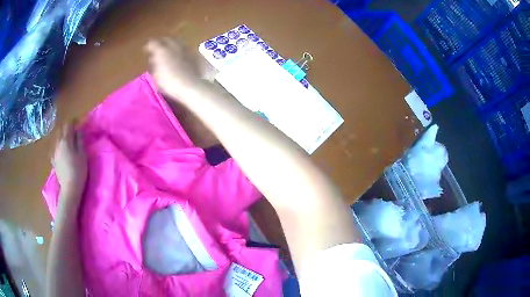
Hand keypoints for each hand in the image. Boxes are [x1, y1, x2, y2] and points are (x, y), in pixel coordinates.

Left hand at [52, 123, 86, 199]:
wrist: (69, 188)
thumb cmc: (78, 170)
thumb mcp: (82, 154)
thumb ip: (80, 140)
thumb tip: (78, 131)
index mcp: (66, 140)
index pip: (68, 125)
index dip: (73, 121)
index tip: (78, 121)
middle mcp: (58, 144)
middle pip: (61, 130)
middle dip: (66, 127)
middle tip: (72, 129)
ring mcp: (54, 152)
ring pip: (57, 139)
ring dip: (61, 136)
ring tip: (66, 139)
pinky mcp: (53, 161)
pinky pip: (54, 149)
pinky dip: (57, 146)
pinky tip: (59, 150)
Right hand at [145, 38, 214, 98]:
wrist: (191, 86)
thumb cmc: (169, 83)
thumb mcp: (156, 76)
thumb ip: (154, 64)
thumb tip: (154, 58)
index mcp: (161, 50)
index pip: (152, 42)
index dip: (148, 46)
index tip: (146, 50)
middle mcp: (174, 45)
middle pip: (166, 39)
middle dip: (161, 43)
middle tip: (158, 49)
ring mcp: (185, 48)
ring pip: (177, 41)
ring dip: (172, 44)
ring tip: (169, 51)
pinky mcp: (194, 53)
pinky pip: (185, 48)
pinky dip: (181, 50)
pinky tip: (180, 57)